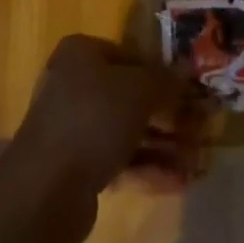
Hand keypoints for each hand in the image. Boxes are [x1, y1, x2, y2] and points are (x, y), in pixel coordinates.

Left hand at [2, 36, 202, 238]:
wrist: (45, 188)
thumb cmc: (93, 118)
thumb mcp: (137, 91)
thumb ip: (164, 80)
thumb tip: (186, 68)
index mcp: (81, 53)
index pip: (130, 55)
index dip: (161, 73)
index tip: (189, 91)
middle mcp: (74, 84)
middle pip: (129, 95)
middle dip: (166, 114)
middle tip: (198, 128)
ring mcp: (73, 127)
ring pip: (126, 130)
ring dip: (162, 144)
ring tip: (196, 160)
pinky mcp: (76, 167)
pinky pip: (118, 160)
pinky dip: (146, 168)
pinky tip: (178, 182)